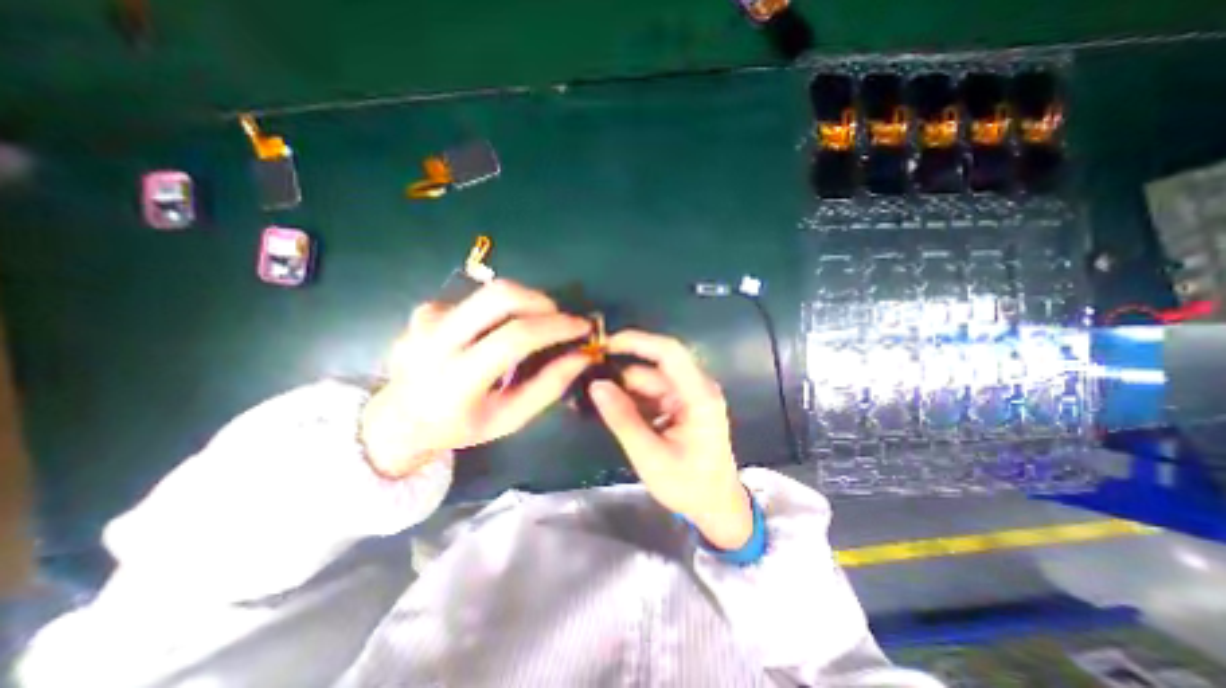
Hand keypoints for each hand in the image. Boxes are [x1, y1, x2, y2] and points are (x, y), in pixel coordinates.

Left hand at [360, 281, 590, 477]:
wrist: (399, 419)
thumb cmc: (461, 426)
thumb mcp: (510, 418)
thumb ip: (548, 387)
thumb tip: (582, 355)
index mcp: (456, 381)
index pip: (513, 338)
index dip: (555, 327)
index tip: (582, 326)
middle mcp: (435, 341)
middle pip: (499, 296)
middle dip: (540, 301)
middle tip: (559, 318)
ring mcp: (426, 320)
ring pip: (490, 291)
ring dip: (524, 303)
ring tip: (534, 327)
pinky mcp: (426, 309)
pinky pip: (477, 299)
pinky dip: (500, 311)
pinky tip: (495, 333)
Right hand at [588, 330, 751, 550]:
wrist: (715, 505)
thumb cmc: (689, 485)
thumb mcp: (650, 456)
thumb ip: (623, 419)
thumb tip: (596, 385)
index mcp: (699, 396)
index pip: (669, 352)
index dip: (637, 341)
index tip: (604, 343)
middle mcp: (696, 387)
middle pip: (652, 368)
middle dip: (620, 374)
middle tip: (586, 384)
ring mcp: (688, 395)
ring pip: (647, 380)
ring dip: (622, 389)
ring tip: (594, 402)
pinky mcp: (679, 404)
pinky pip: (650, 393)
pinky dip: (631, 399)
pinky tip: (612, 410)